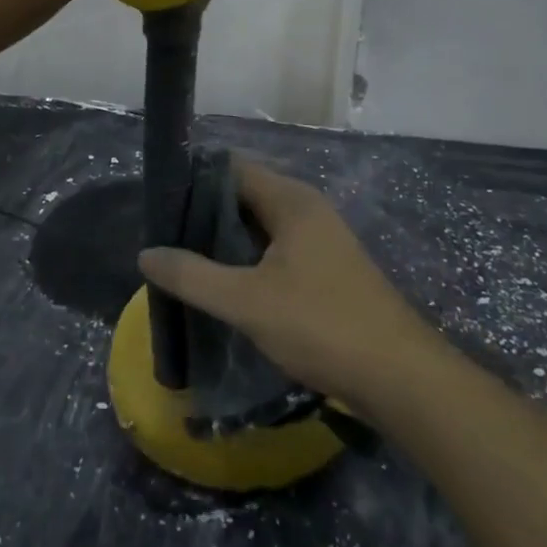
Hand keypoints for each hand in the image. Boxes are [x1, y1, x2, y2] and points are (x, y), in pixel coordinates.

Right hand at [138, 159, 431, 400]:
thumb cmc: (321, 325)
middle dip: (204, 213)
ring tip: (184, 260)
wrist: (401, 378)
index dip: (193, 179)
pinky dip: (247, 259)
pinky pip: (276, 250)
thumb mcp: (246, 301)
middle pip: (244, 195)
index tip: (159, 203)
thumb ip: (192, 275)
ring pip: (260, 226)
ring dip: (225, 240)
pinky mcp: (327, 270)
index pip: (231, 168)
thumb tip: (146, 253)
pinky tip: (225, 284)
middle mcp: (307, 209)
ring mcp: (321, 240)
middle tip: (164, 236)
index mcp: (291, 200)